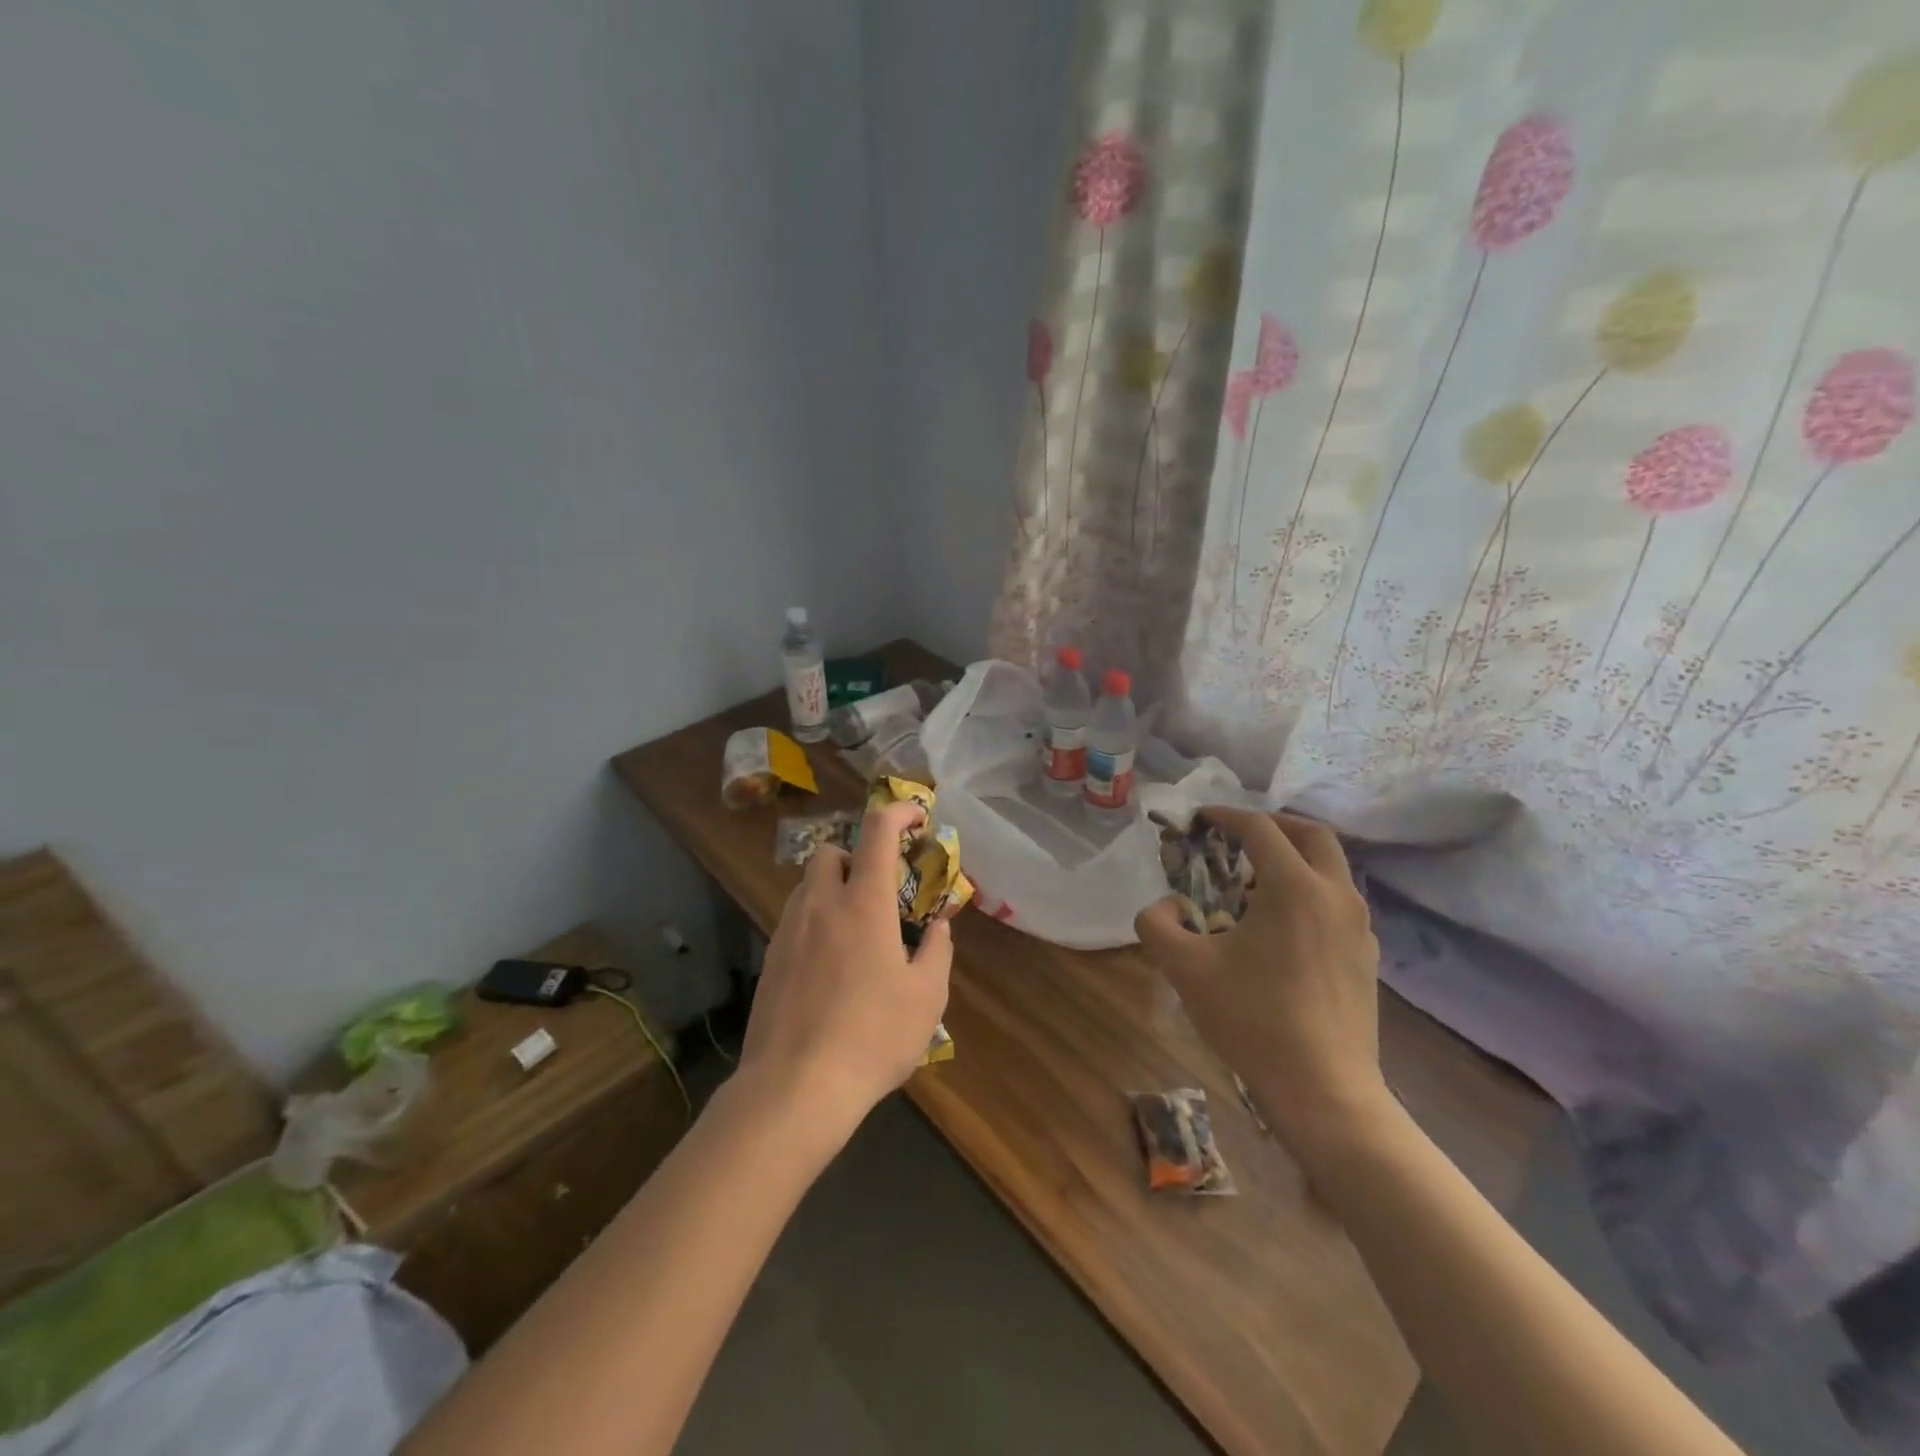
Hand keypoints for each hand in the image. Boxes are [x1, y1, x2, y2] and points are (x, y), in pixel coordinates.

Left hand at [740, 800, 953, 1136]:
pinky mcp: (769, 960)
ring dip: (833, 889)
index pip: (877, 831)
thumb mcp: (926, 997)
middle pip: (829, 851)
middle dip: (855, 855)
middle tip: (879, 889)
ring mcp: (788, 931)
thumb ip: (938, 951)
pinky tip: (831, 966)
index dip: (899, 812)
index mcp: (864, 903)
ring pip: (807, 886)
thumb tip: (939, 927)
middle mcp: (821, 905)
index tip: (917, 817)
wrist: (795, 1086)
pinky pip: (794, 921)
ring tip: (856, 931)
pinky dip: (816, 923)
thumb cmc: (873, 1036)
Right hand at [1135, 809, 1386, 1153]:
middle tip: (1238, 834)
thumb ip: (1157, 924)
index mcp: (1294, 887)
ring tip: (1256, 880)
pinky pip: (1339, 901)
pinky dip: (1310, 890)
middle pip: (1312, 834)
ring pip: (1331, 867)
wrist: (1324, 1089)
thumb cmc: (1253, 1019)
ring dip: (1294, 857)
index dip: (1226, 816)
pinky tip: (1284, 924)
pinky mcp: (1367, 955)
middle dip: (1272, 824)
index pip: (1260, 828)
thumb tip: (1168, 907)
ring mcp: (1359, 926)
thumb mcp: (1184, 968)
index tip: (1200, 819)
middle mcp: (1335, 894)